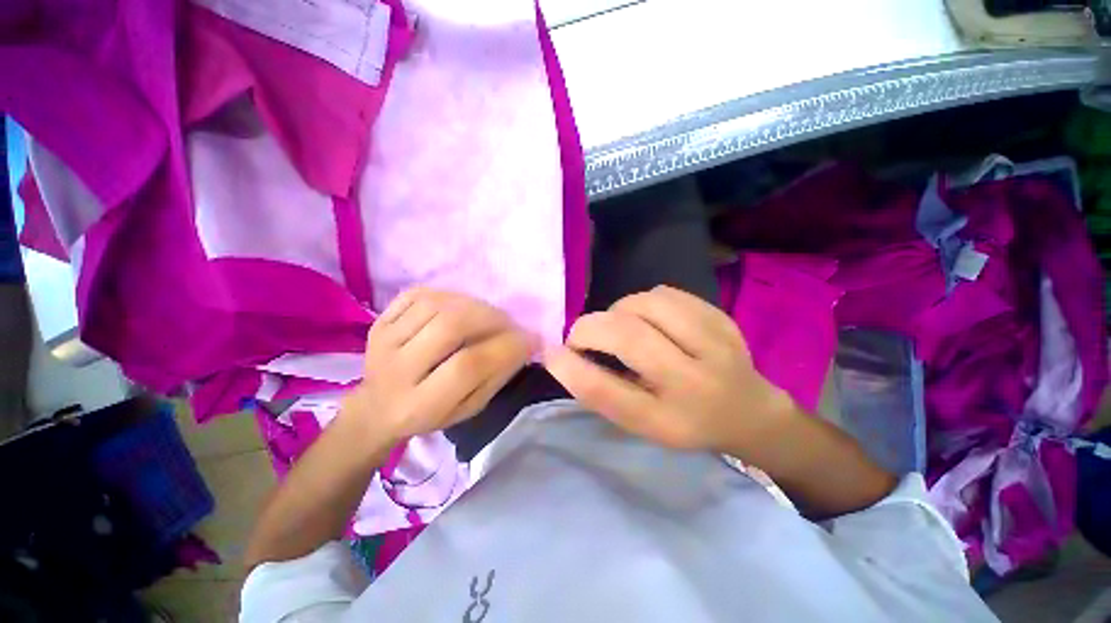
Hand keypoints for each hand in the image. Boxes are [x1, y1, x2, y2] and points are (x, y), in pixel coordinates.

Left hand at [341, 288, 532, 443]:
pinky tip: (460, 307)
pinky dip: (449, 295)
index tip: (530, 339)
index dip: (506, 347)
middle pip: (450, 326)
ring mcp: (383, 341)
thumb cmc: (430, 414)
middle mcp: (397, 370)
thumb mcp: (469, 409)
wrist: (377, 407)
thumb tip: (525, 342)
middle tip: (509, 323)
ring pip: (437, 305)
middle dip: (491, 318)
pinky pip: (419, 294)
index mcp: (420, 405)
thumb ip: (495, 376)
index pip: (468, 366)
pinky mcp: (378, 321)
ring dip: (474, 304)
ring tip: (488, 316)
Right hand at [543, 286, 796, 458]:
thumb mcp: (641, 423)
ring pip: (647, 304)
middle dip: (590, 327)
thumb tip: (563, 355)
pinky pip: (666, 293)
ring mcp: (715, 345)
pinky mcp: (721, 318)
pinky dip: (644, 302)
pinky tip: (649, 319)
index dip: (570, 369)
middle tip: (582, 335)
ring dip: (618, 311)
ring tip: (620, 326)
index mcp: (668, 420)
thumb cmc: (684, 422)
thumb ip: (604, 390)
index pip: (608, 393)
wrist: (748, 412)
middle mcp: (694, 383)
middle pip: (629, 336)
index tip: (550, 353)